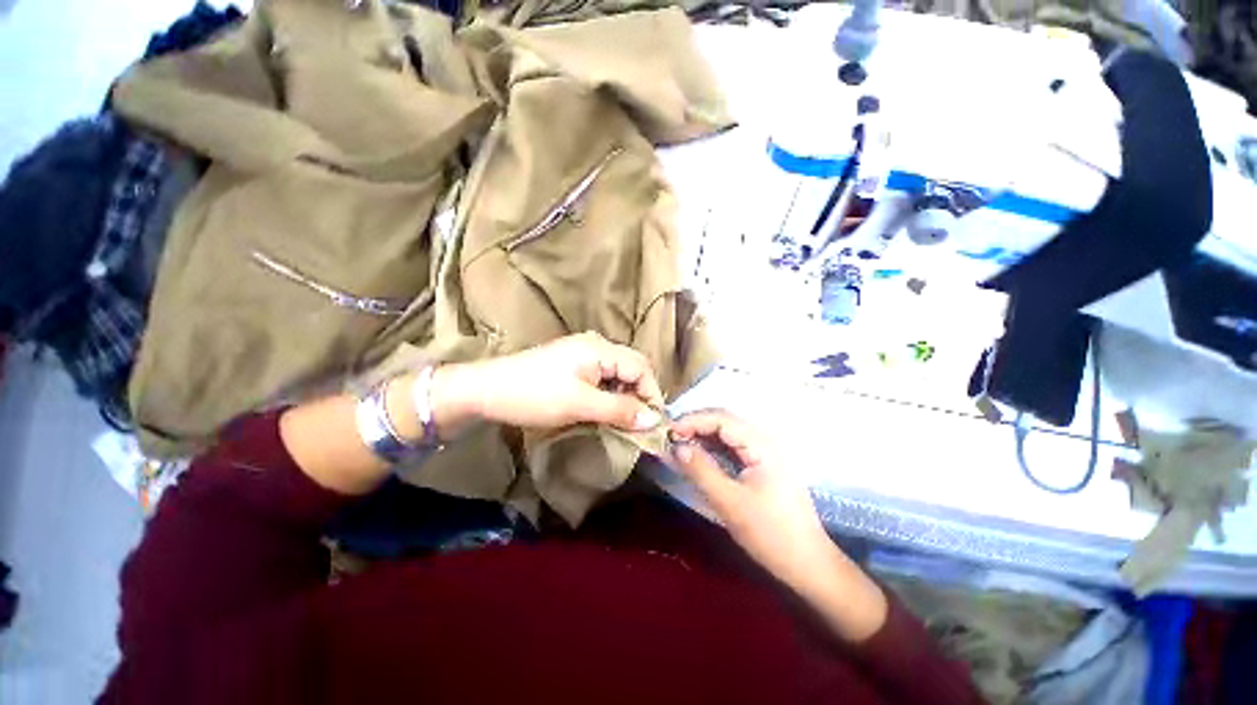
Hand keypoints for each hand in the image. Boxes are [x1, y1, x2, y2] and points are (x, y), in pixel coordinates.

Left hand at [435, 332, 665, 432]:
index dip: (652, 394)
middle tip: (639, 424)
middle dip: (640, 395)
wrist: (487, 390)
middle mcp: (596, 345)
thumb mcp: (580, 405)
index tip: (653, 424)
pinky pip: (603, 376)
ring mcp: (583, 353)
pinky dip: (609, 394)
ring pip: (618, 373)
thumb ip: (619, 410)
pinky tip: (605, 410)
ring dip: (624, 396)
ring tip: (624, 420)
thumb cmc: (535, 395)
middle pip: (632, 367)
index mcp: (600, 348)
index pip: (641, 367)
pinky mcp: (573, 364)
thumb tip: (653, 420)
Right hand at [669, 410, 887, 641]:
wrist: (808, 563)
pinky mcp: (763, 464)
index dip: (692, 421)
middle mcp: (764, 440)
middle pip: (724, 421)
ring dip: (702, 435)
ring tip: (679, 445)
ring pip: (727, 433)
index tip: (667, 432)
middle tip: (670, 438)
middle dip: (695, 425)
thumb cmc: (771, 533)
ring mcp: (765, 452)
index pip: (721, 418)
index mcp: (761, 444)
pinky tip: (699, 456)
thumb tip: (676, 446)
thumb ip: (701, 470)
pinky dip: (712, 447)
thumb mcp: (730, 502)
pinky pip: (733, 446)